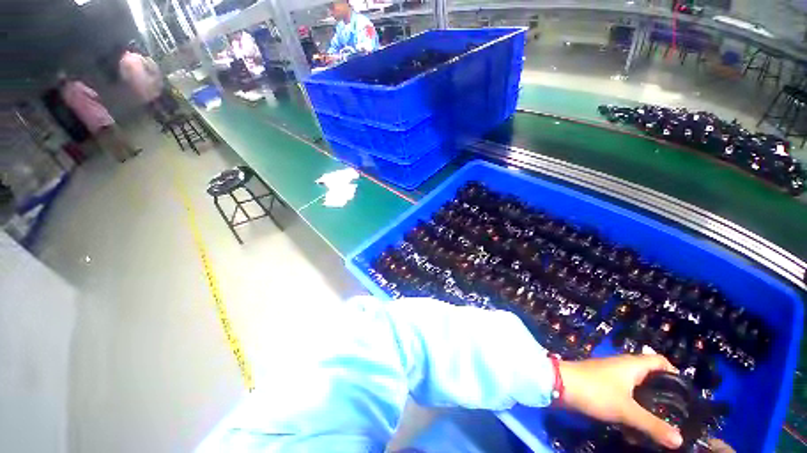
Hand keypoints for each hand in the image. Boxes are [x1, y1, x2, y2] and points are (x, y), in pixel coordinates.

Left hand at [558, 354, 682, 449]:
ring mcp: (609, 374)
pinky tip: (630, 430)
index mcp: (632, 365)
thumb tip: (680, 440)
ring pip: (635, 390)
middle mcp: (622, 366)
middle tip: (673, 416)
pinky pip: (621, 396)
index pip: (659, 361)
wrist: (558, 384)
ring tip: (654, 429)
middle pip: (649, 377)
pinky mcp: (599, 384)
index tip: (685, 394)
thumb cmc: (595, 391)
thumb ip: (653, 425)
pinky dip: (629, 409)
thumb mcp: (627, 410)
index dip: (674, 373)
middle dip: (661, 397)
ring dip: (644, 408)